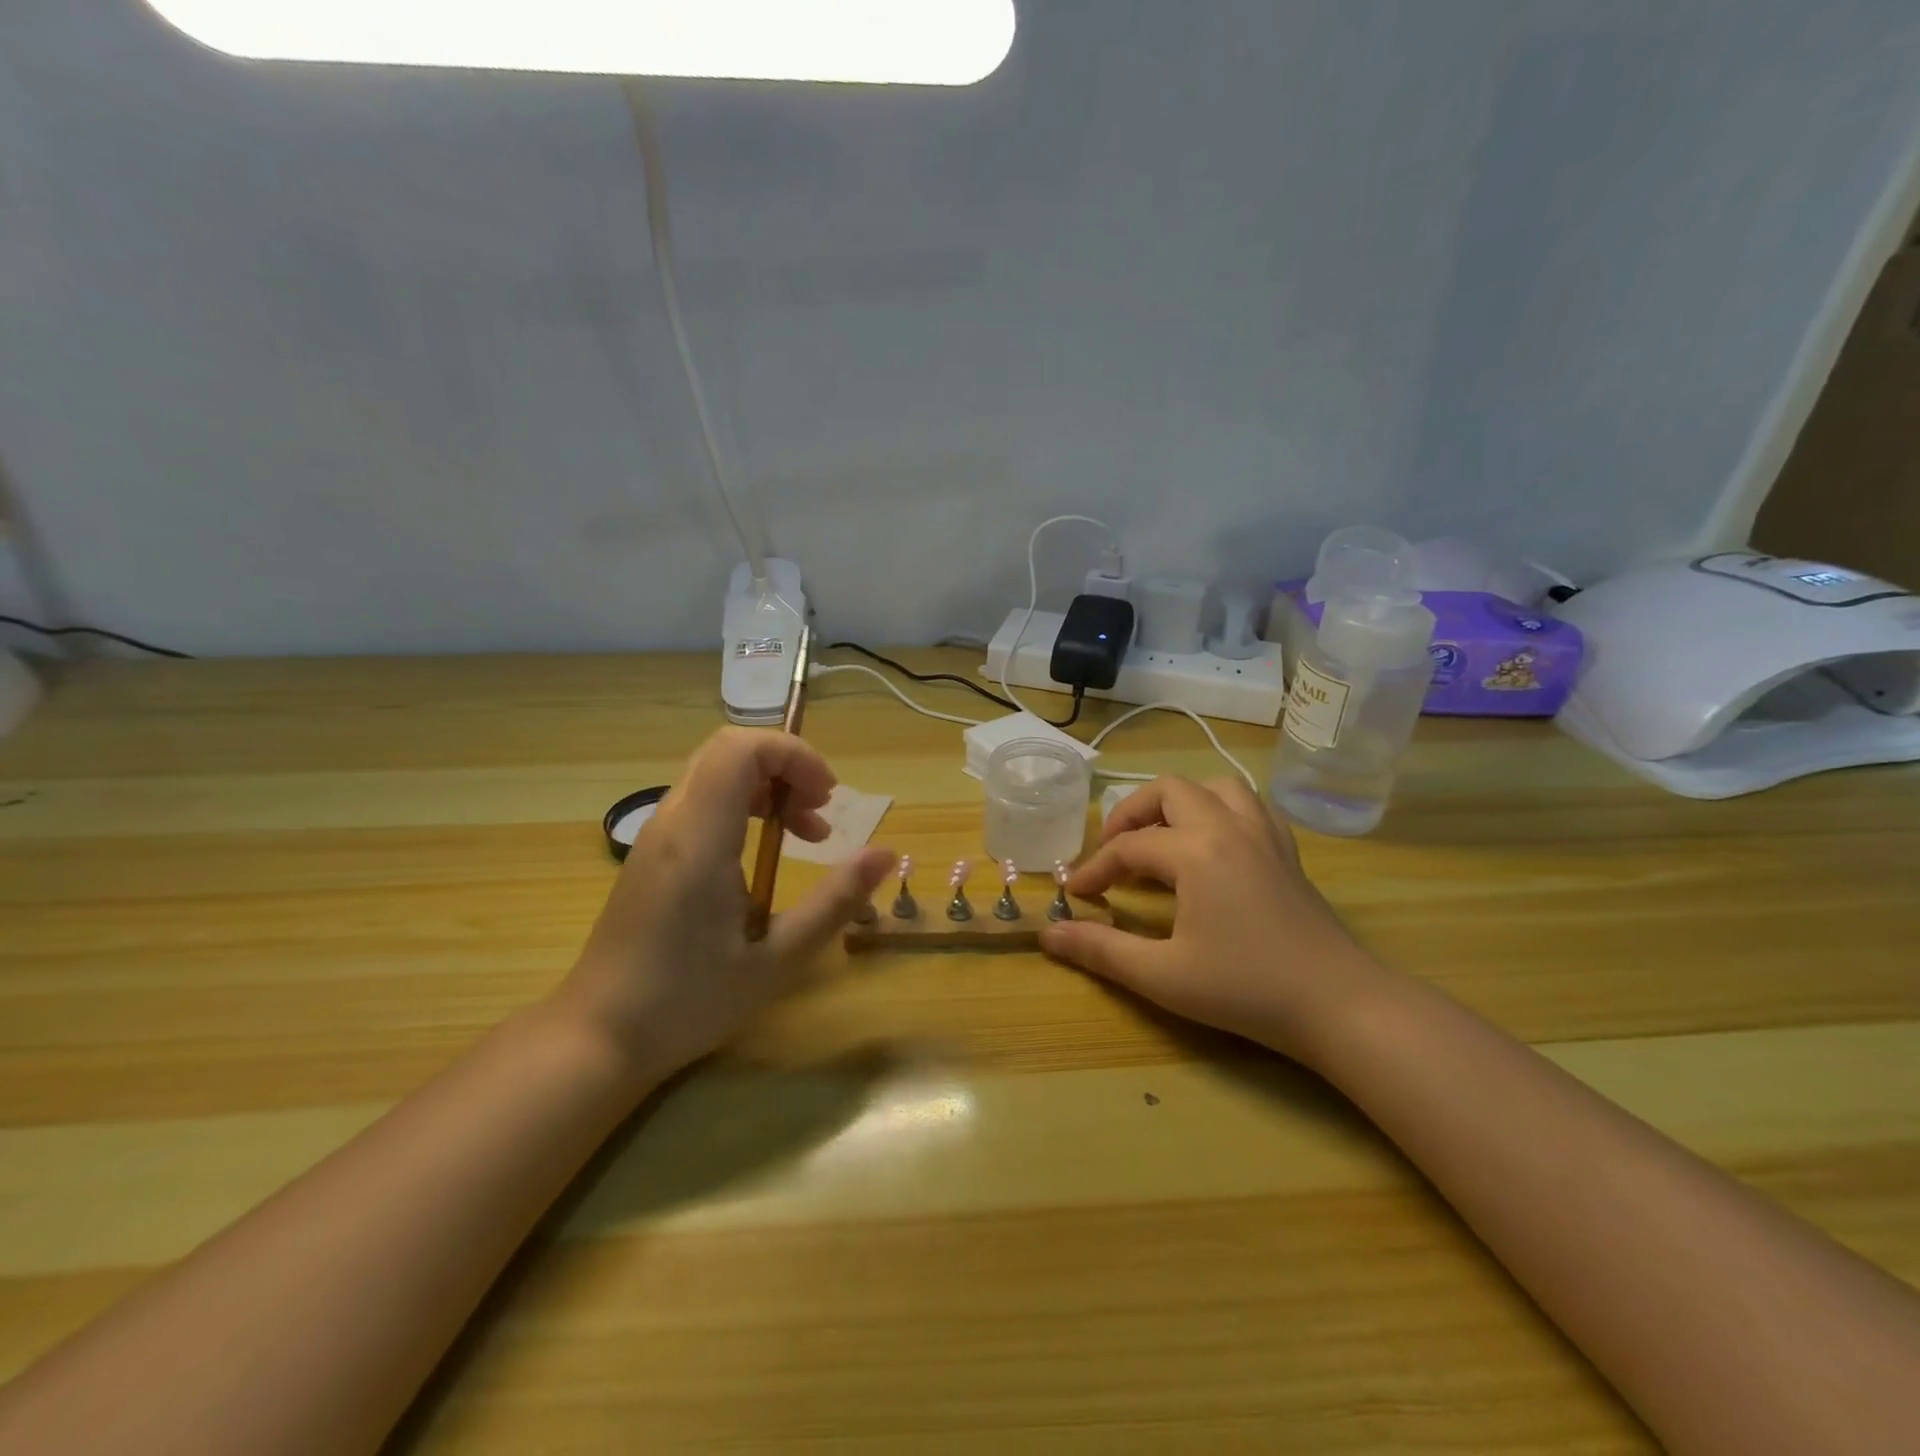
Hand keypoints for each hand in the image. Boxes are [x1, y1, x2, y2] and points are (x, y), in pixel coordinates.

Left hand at [559, 728, 893, 1080]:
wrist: (598, 1038)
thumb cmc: (689, 1002)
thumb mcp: (777, 960)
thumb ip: (835, 902)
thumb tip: (886, 854)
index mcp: (700, 839)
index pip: (741, 749)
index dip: (793, 755)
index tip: (828, 797)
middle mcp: (672, 823)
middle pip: (729, 751)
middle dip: (786, 767)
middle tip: (821, 812)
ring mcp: (656, 837)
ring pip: (715, 773)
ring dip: (768, 788)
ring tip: (806, 836)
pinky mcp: (652, 855)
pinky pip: (702, 801)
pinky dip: (744, 807)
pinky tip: (764, 856)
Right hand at [1039, 776, 1389, 1064]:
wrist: (1339, 1004)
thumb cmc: (1247, 989)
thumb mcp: (1163, 975)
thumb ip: (1101, 950)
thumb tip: (1048, 934)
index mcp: (1196, 851)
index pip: (1128, 847)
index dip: (1094, 869)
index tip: (1074, 894)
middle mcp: (1229, 826)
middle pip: (1168, 790)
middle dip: (1131, 814)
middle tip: (1113, 851)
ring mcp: (1264, 834)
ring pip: (1215, 786)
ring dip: (1179, 802)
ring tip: (1161, 838)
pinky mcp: (1287, 851)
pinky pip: (1249, 806)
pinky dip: (1221, 810)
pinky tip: (1212, 844)